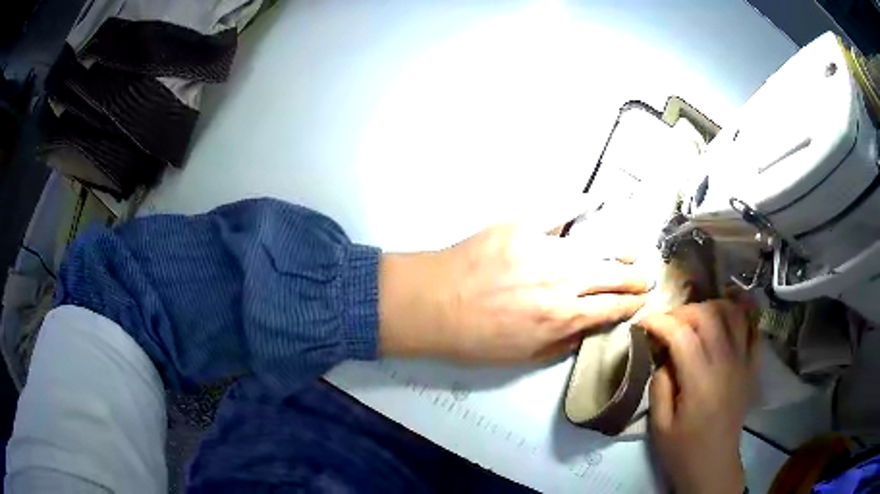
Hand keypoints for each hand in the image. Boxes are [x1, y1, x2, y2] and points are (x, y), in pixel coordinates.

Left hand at [378, 224, 649, 363]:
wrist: (431, 306)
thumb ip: (562, 343)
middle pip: (613, 275)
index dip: (631, 305)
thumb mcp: (523, 356)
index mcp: (562, 317)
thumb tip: (588, 327)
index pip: (611, 308)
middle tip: (646, 277)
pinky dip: (579, 202)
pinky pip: (559, 209)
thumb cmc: (473, 338)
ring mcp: (544, 248)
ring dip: (621, 248)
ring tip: (634, 250)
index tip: (642, 301)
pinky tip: (596, 200)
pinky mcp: (522, 224)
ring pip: (597, 244)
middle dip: (636, 278)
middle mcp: (562, 281)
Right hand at [640, 301, 757, 493]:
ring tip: (696, 317)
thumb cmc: (683, 450)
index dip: (660, 322)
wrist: (714, 464)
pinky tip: (729, 317)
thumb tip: (663, 357)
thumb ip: (659, 386)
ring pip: (734, 314)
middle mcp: (725, 363)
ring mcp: (743, 362)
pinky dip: (742, 316)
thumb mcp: (659, 425)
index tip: (643, 323)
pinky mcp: (751, 367)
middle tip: (668, 324)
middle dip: (684, 311)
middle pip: (709, 315)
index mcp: (700, 381)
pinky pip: (753, 330)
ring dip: (713, 306)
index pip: (682, 335)